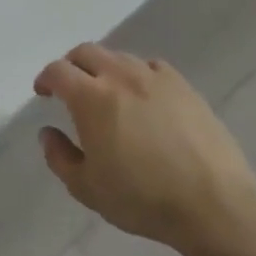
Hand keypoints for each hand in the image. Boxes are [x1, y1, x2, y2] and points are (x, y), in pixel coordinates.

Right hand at [34, 44, 255, 255]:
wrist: (212, 202)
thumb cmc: (141, 198)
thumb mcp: (86, 188)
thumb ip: (59, 157)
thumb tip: (48, 133)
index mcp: (92, 98)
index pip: (58, 71)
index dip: (45, 79)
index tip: (43, 93)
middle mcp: (122, 77)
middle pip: (87, 52)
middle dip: (71, 65)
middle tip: (68, 87)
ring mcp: (156, 78)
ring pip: (120, 57)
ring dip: (103, 68)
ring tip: (105, 93)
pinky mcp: (185, 87)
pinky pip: (151, 67)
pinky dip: (136, 74)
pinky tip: (141, 96)